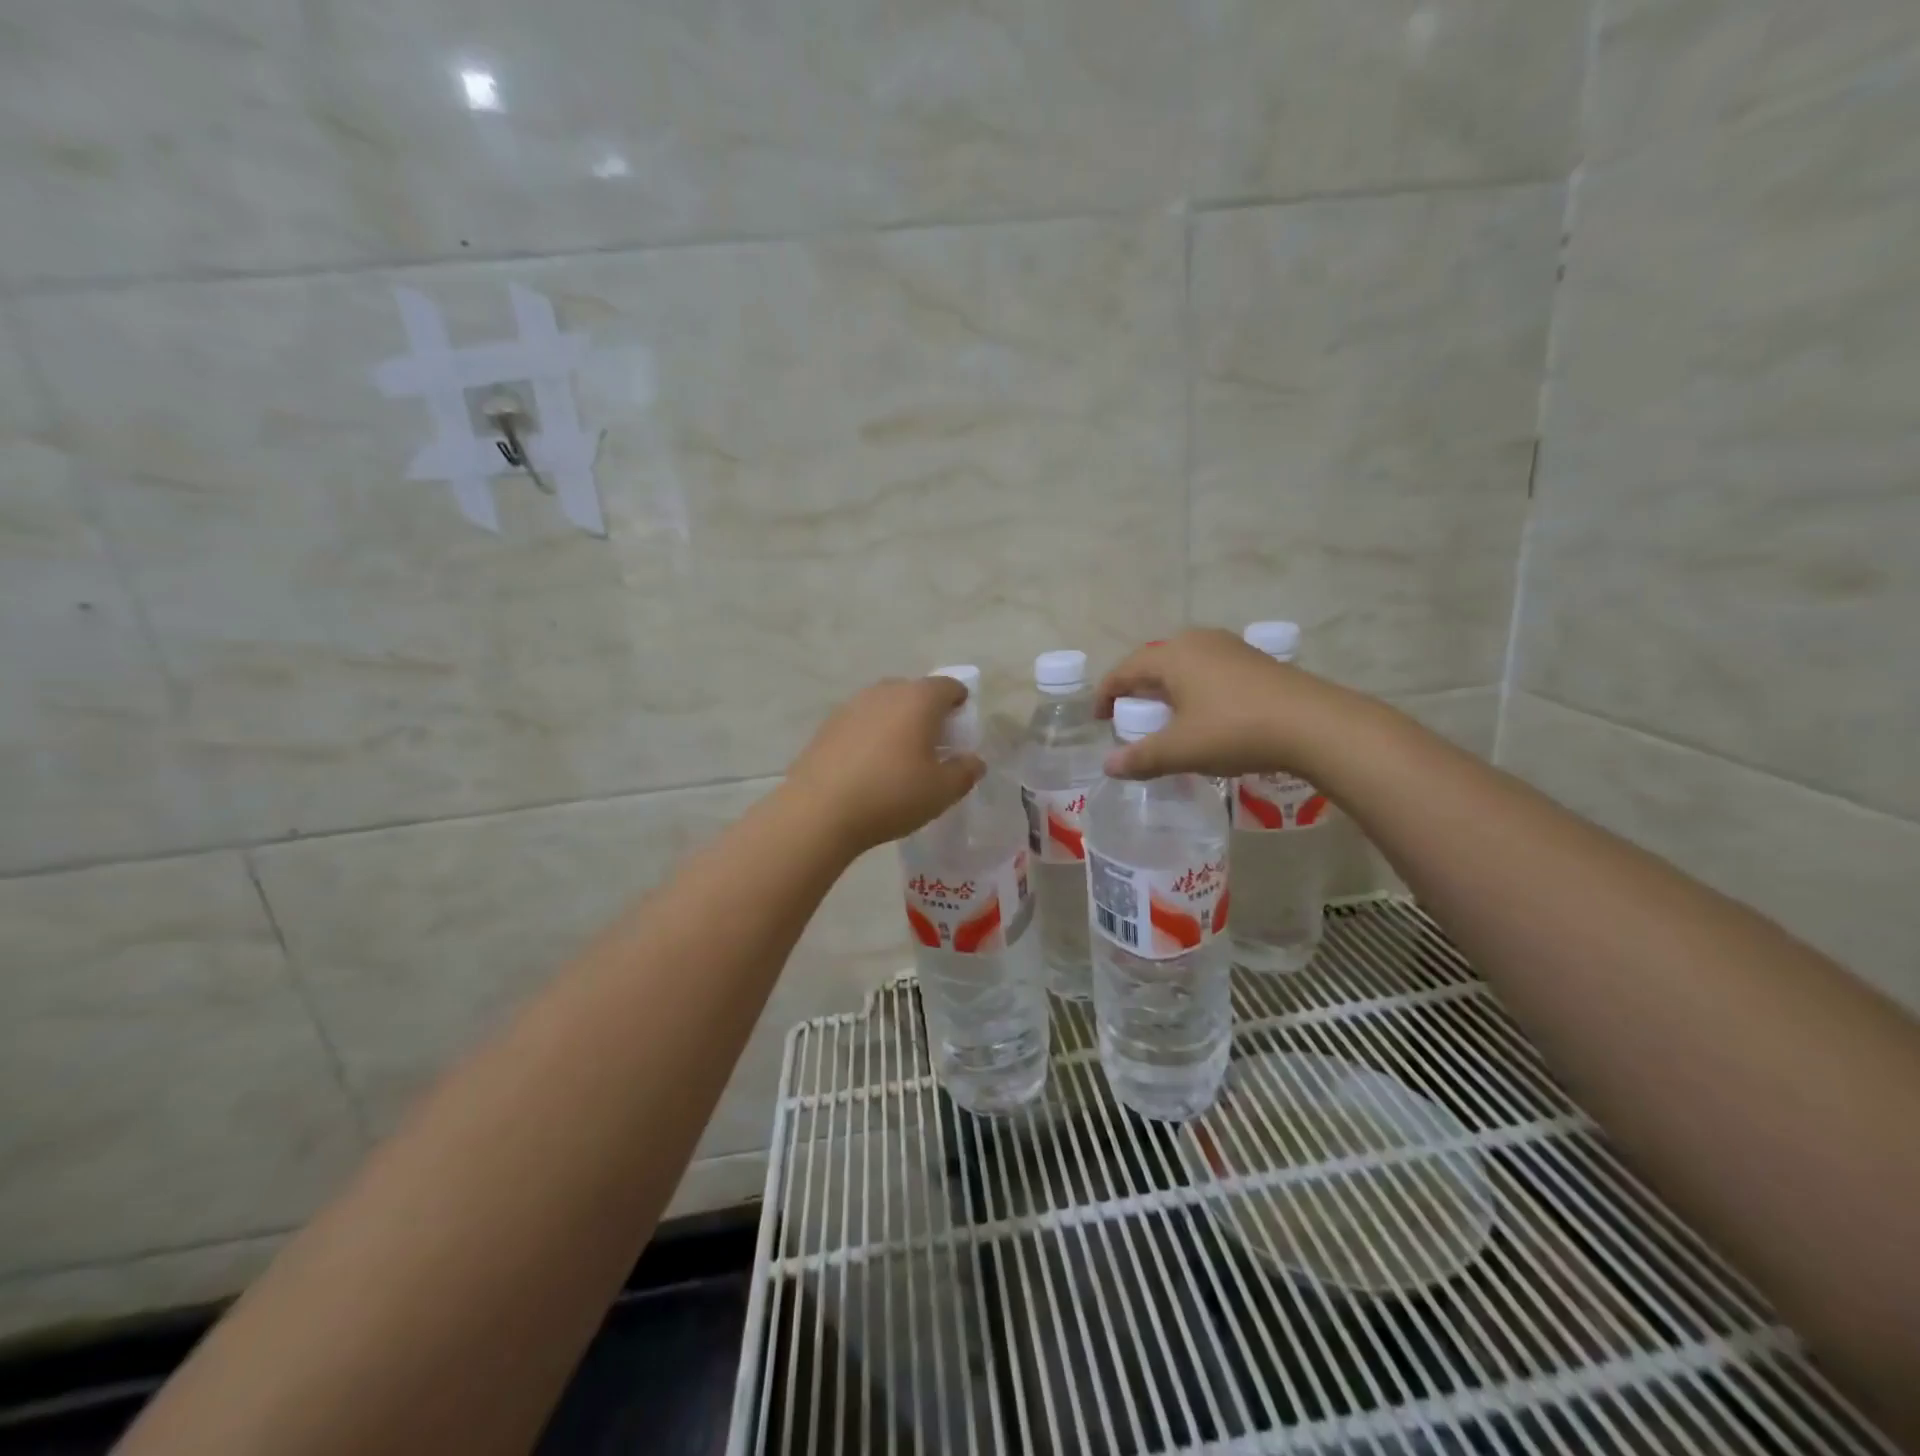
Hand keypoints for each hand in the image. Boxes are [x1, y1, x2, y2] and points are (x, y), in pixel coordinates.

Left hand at [785, 677, 985, 853]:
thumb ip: (965, 772)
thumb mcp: (941, 791)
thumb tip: (974, 761)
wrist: (819, 811)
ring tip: (901, 755)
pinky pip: (861, 722)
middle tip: (934, 742)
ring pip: (885, 705)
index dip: (960, 701)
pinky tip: (870, 765)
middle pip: (914, 692)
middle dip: (928, 711)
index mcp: (918, 699)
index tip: (962, 723)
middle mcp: (885, 692)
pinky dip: (872, 735)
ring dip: (897, 722)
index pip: (948, 686)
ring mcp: (852, 706)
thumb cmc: (891, 795)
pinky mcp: (827, 726)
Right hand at [1095, 629, 1351, 779]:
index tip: (1098, 719)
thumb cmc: (1235, 730)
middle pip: (1153, 663)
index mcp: (1171, 655)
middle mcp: (1197, 641)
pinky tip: (1204, 714)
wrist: (1314, 724)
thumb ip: (1140, 758)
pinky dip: (1194, 690)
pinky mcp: (1254, 660)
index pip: (1124, 670)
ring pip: (1183, 665)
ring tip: (1166, 718)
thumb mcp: (1181, 750)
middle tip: (1131, 719)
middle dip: (1136, 691)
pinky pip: (1208, 670)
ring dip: (1167, 690)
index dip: (1106, 695)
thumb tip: (1108, 766)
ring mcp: (1229, 647)